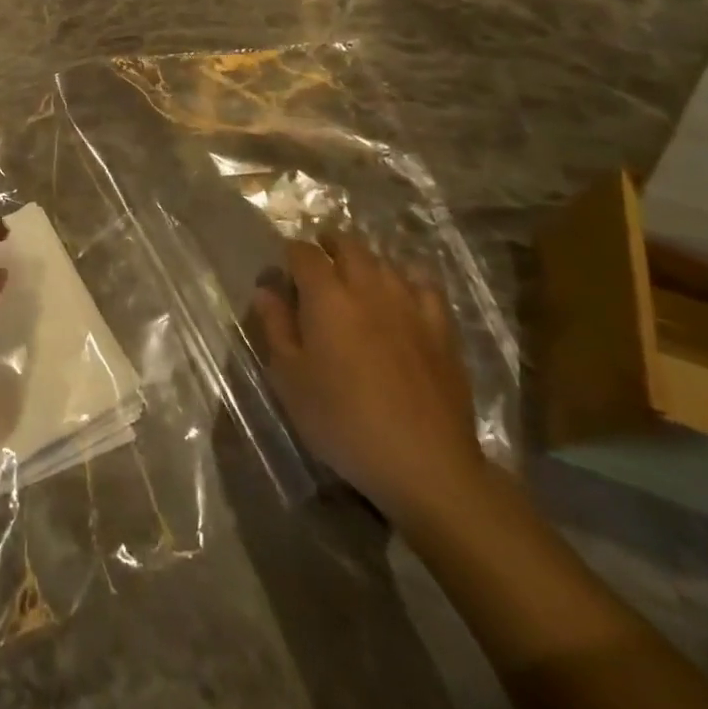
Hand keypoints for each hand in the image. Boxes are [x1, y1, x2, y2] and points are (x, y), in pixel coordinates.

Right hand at [251, 236, 487, 527]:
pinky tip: (401, 293)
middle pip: (347, 245)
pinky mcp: (441, 327)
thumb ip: (275, 327)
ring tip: (354, 278)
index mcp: (326, 295)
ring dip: (364, 261)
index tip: (281, 272)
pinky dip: (407, 279)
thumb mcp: (290, 379)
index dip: (289, 255)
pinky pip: (424, 284)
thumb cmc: (344, 421)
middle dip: (328, 246)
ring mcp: (409, 304)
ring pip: (384, 261)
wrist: (425, 464)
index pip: (303, 252)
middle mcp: (367, 287)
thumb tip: (266, 290)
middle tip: (317, 265)